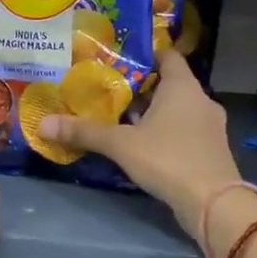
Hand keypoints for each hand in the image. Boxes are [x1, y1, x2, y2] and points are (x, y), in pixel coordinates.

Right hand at [38, 51, 243, 238]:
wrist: (213, 203)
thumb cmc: (168, 159)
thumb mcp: (121, 145)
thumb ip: (84, 132)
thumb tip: (43, 124)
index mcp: (183, 86)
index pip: (167, 56)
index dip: (146, 54)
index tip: (120, 59)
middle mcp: (201, 99)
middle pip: (171, 83)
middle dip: (143, 87)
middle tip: (112, 91)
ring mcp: (211, 126)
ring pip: (179, 109)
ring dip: (155, 113)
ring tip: (123, 118)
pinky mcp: (212, 150)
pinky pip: (186, 131)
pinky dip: (167, 132)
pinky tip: (145, 145)